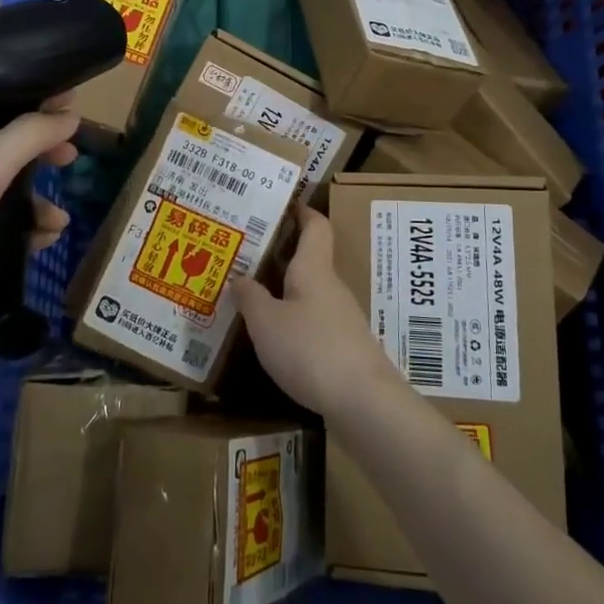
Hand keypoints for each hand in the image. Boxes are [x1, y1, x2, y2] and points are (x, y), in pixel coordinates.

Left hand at [0, 103, 78, 344]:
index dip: (26, 108)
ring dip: (34, 203)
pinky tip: (44, 240)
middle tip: (70, 159)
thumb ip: (27, 139)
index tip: (66, 112)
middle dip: (37, 158)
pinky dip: (22, 231)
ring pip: (0, 194)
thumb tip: (69, 115)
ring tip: (58, 221)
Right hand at [233, 207, 403, 416]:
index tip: (282, 201)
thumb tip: (239, 277)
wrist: (364, 402)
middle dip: (279, 253)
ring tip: (249, 294)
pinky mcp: (343, 347)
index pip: (315, 226)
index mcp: (313, 269)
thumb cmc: (310, 349)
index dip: (301, 210)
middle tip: (244, 252)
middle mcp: (330, 287)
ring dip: (282, 289)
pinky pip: (312, 320)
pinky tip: (272, 335)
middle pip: (308, 259)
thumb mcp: (266, 323)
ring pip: (308, 292)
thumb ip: (250, 297)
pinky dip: (292, 318)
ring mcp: (341, 318)